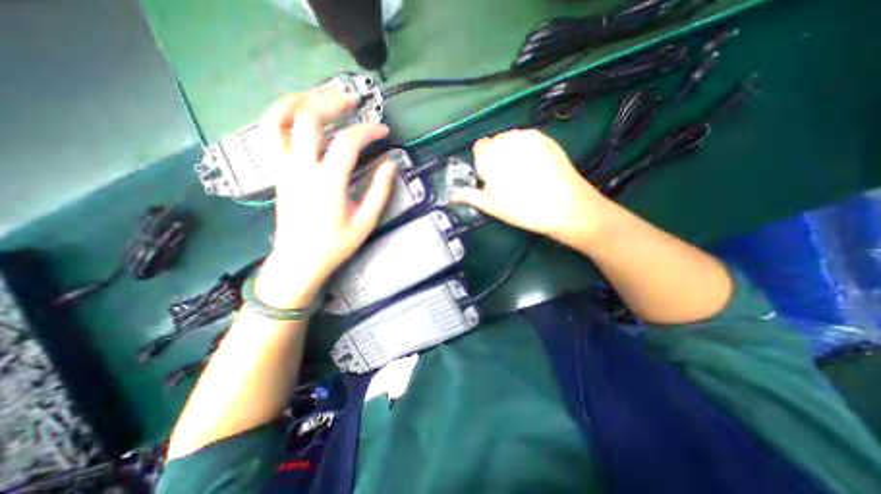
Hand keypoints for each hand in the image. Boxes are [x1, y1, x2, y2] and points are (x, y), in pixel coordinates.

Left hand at [254, 88, 393, 304]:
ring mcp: (284, 168)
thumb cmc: (335, 245)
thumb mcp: (365, 222)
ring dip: (298, 100)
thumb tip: (390, 165)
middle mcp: (302, 169)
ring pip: (278, 120)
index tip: (384, 130)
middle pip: (309, 119)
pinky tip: (298, 114)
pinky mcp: (277, 172)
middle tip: (351, 100)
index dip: (368, 131)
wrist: (299, 260)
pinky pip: (270, 135)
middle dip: (331, 102)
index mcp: (328, 183)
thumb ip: (379, 192)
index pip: (348, 143)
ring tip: (318, 95)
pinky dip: (281, 116)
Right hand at [451, 129, 609, 246]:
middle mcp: (506, 140)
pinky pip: (527, 139)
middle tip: (508, 177)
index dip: (483, 162)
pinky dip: (526, 149)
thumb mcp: (492, 206)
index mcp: (490, 156)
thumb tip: (451, 196)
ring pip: (511, 139)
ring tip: (523, 172)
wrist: (565, 205)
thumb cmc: (523, 208)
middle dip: (497, 155)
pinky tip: (536, 166)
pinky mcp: (545, 137)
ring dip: (511, 151)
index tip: (491, 178)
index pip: (479, 148)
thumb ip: (470, 196)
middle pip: (495, 142)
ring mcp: (527, 136)